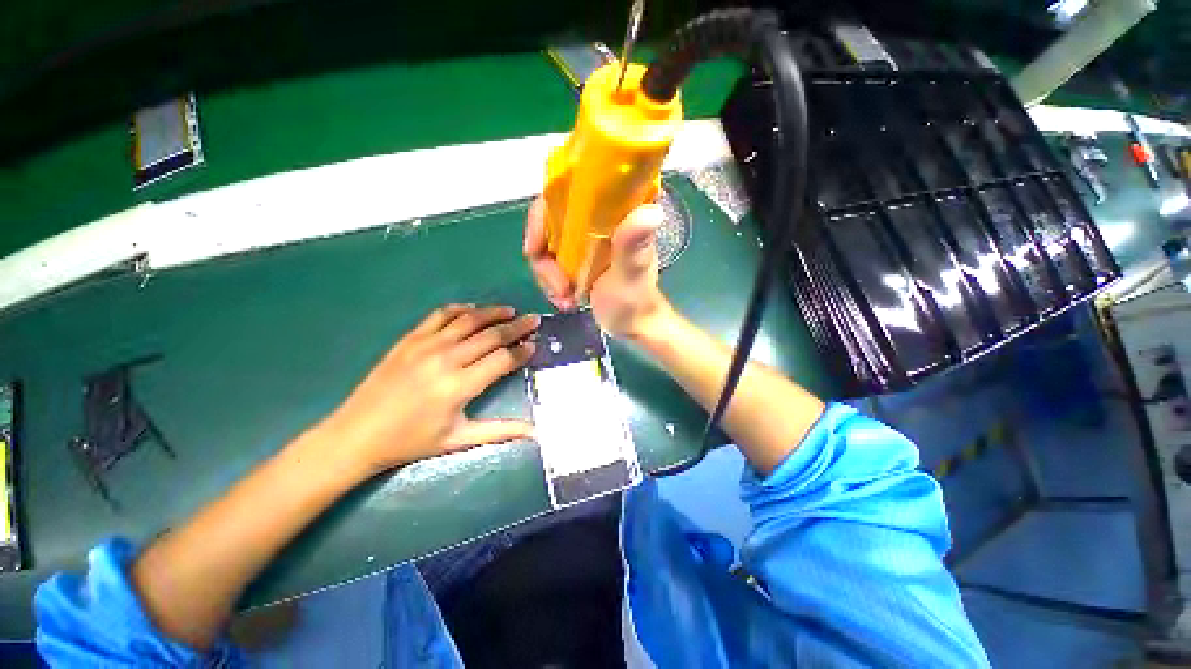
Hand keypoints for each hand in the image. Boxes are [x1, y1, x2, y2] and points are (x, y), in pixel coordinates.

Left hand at [320, 305, 538, 476]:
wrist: (356, 434)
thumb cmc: (411, 441)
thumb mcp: (459, 439)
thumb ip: (501, 430)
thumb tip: (536, 433)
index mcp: (459, 387)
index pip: (502, 360)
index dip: (522, 351)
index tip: (535, 345)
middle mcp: (446, 360)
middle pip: (491, 335)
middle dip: (517, 326)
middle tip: (533, 320)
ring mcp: (425, 345)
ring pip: (469, 320)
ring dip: (493, 313)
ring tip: (511, 311)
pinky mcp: (410, 339)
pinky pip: (440, 315)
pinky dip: (460, 310)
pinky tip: (473, 310)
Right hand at [524, 197, 672, 339]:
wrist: (630, 325)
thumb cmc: (636, 300)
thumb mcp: (632, 273)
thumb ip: (634, 245)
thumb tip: (651, 211)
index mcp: (617, 209)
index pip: (570, 187)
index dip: (545, 212)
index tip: (536, 248)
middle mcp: (596, 216)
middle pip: (549, 218)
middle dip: (545, 257)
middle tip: (559, 287)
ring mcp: (584, 236)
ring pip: (545, 242)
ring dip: (548, 275)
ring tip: (566, 299)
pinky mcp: (576, 255)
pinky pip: (548, 260)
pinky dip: (550, 281)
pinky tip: (565, 300)